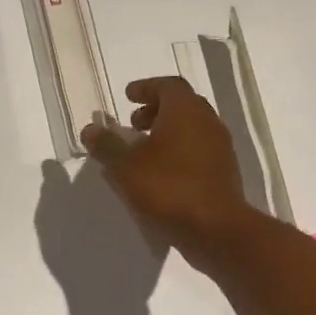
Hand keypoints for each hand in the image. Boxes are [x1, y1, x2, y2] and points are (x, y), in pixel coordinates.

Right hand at [81, 77, 252, 257]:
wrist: (216, 229)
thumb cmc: (168, 188)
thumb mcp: (126, 167)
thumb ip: (107, 145)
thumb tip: (90, 129)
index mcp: (185, 110)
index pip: (167, 85)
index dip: (146, 88)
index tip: (127, 97)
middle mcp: (207, 121)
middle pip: (182, 105)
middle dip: (155, 110)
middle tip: (133, 125)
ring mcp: (220, 146)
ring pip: (192, 128)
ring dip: (168, 132)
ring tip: (144, 151)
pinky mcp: (225, 171)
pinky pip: (198, 150)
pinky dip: (179, 151)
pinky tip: (162, 173)